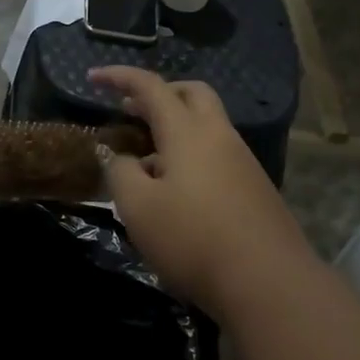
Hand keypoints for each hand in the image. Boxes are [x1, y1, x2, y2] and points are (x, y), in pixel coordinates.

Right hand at [93, 67, 313, 317]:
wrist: (268, 281)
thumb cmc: (193, 239)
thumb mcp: (138, 208)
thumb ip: (121, 173)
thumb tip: (121, 157)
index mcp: (188, 132)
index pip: (150, 87)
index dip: (119, 78)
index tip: (92, 77)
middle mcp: (219, 136)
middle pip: (192, 93)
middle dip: (160, 93)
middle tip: (130, 110)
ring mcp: (242, 161)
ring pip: (207, 124)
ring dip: (175, 126)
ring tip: (146, 157)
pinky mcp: (254, 188)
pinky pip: (217, 153)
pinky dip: (191, 153)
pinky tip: (176, 189)